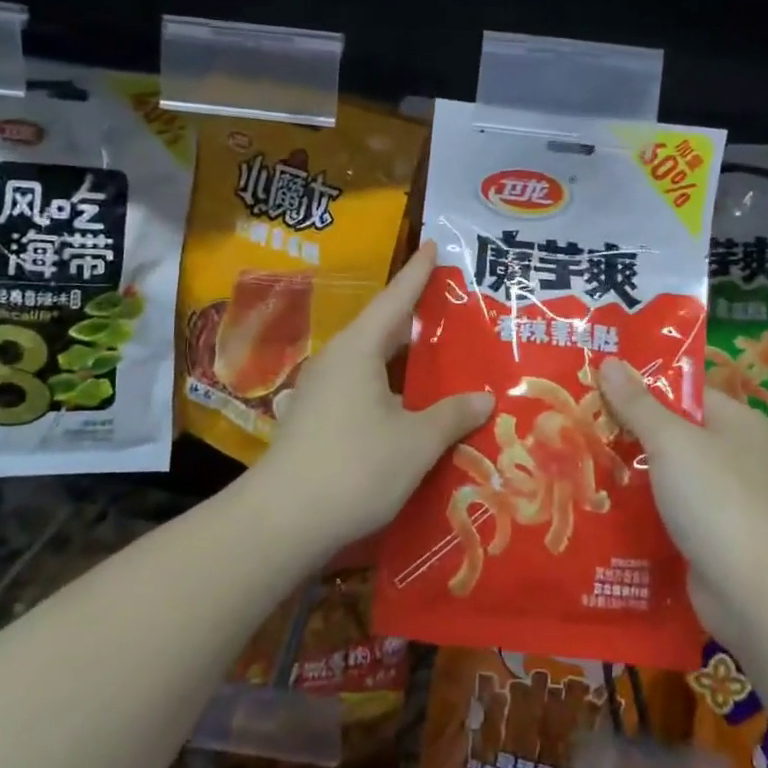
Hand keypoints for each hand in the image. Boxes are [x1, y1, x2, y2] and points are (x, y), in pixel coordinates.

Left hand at [249, 243, 492, 554]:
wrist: (283, 522)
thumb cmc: (355, 468)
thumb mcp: (416, 442)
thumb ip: (452, 415)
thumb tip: (485, 398)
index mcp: (359, 350)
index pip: (396, 299)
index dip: (418, 272)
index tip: (433, 245)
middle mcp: (336, 361)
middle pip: (382, 329)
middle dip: (414, 317)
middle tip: (449, 307)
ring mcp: (320, 392)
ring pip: (369, 363)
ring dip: (401, 360)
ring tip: (436, 358)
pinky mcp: (314, 421)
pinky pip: (359, 390)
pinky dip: (387, 390)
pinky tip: (406, 408)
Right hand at [598, 359, 767, 643]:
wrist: (754, 593)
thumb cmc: (717, 499)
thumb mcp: (671, 440)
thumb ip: (637, 403)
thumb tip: (610, 361)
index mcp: (736, 421)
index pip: (683, 389)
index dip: (641, 382)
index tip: (595, 379)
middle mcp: (733, 454)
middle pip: (672, 429)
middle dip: (628, 426)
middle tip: (578, 415)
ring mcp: (723, 497)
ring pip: (666, 470)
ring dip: (629, 467)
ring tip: (578, 453)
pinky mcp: (708, 534)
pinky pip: (666, 507)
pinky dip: (639, 504)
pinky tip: (600, 499)